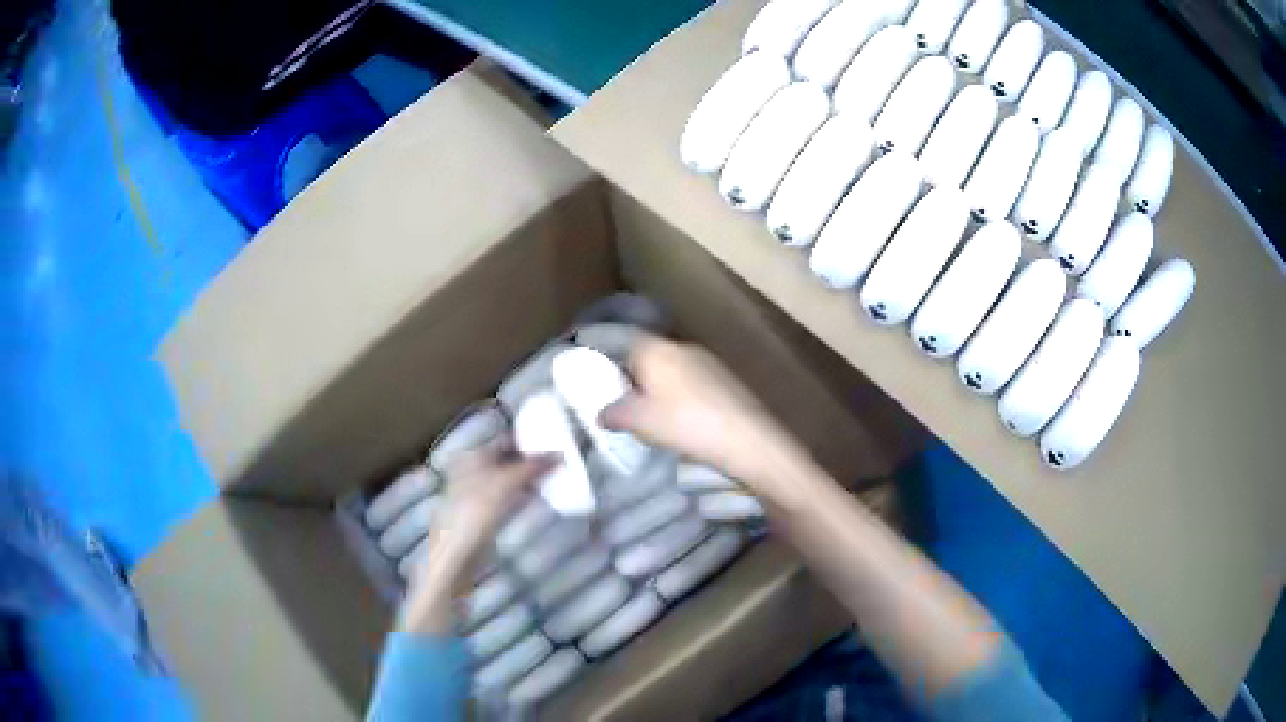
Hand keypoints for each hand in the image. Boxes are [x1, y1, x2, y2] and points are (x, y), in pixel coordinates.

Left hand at [401, 438, 554, 634]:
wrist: (454, 560)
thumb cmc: (473, 516)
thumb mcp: (505, 485)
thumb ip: (531, 467)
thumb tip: (559, 454)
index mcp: (470, 458)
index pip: (504, 442)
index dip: (527, 442)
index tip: (553, 444)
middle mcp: (468, 473)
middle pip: (504, 461)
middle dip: (528, 462)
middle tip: (556, 464)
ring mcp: (471, 497)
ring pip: (504, 481)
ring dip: (526, 481)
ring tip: (550, 481)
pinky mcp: (478, 519)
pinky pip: (504, 500)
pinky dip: (519, 498)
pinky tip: (534, 503)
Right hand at [600, 338, 812, 503]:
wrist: (745, 437)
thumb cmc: (684, 423)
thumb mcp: (638, 422)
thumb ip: (614, 414)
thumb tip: (602, 413)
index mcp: (657, 349)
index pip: (627, 346)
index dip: (617, 369)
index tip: (613, 395)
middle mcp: (682, 346)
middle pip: (652, 358)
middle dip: (642, 381)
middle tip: (635, 411)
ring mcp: (709, 360)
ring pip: (676, 371)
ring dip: (667, 391)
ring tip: (663, 421)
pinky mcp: (728, 378)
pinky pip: (697, 383)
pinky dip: (688, 398)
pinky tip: (690, 422)